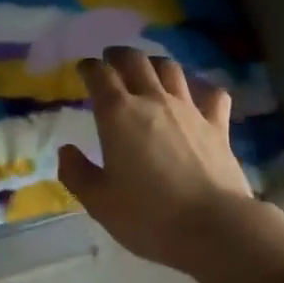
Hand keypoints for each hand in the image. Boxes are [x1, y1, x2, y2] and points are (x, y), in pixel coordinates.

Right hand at [58, 47, 250, 273]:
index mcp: (118, 114)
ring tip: (149, 69)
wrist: (214, 227)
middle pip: (135, 60)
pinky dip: (202, 89)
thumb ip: (77, 173)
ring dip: (155, 63)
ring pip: (170, 69)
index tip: (83, 68)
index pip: (99, 75)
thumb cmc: (149, 216)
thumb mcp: (100, 202)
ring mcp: (188, 108)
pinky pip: (211, 94)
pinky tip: (198, 95)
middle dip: (119, 55)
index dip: (89, 67)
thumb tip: (66, 150)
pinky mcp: (217, 124)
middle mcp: (152, 100)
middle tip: (111, 59)